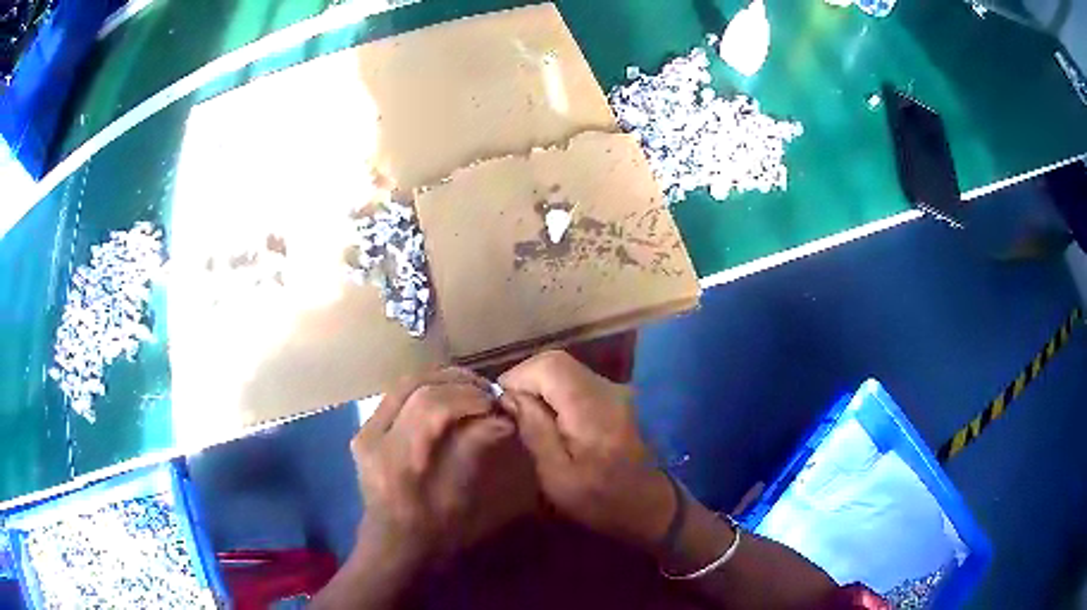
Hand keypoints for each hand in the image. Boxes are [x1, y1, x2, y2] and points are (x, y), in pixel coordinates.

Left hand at [351, 368, 537, 567]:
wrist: (392, 545)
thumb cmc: (431, 531)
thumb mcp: (459, 496)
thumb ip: (474, 450)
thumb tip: (502, 418)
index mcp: (395, 458)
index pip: (429, 405)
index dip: (466, 397)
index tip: (494, 404)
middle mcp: (372, 436)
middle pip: (412, 385)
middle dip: (454, 381)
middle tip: (485, 390)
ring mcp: (364, 430)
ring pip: (403, 384)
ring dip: (440, 380)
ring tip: (471, 390)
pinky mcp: (365, 430)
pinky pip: (397, 395)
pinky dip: (426, 389)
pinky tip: (449, 398)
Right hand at [498, 351, 673, 549]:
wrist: (650, 506)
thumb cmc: (601, 500)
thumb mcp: (557, 476)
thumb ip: (535, 431)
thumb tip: (510, 396)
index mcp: (592, 408)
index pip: (549, 366)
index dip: (518, 377)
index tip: (501, 403)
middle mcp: (607, 389)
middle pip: (557, 362)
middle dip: (526, 379)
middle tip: (510, 408)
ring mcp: (616, 391)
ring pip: (567, 369)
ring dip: (540, 385)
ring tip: (525, 414)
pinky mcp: (616, 399)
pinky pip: (577, 382)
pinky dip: (556, 391)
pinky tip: (549, 417)